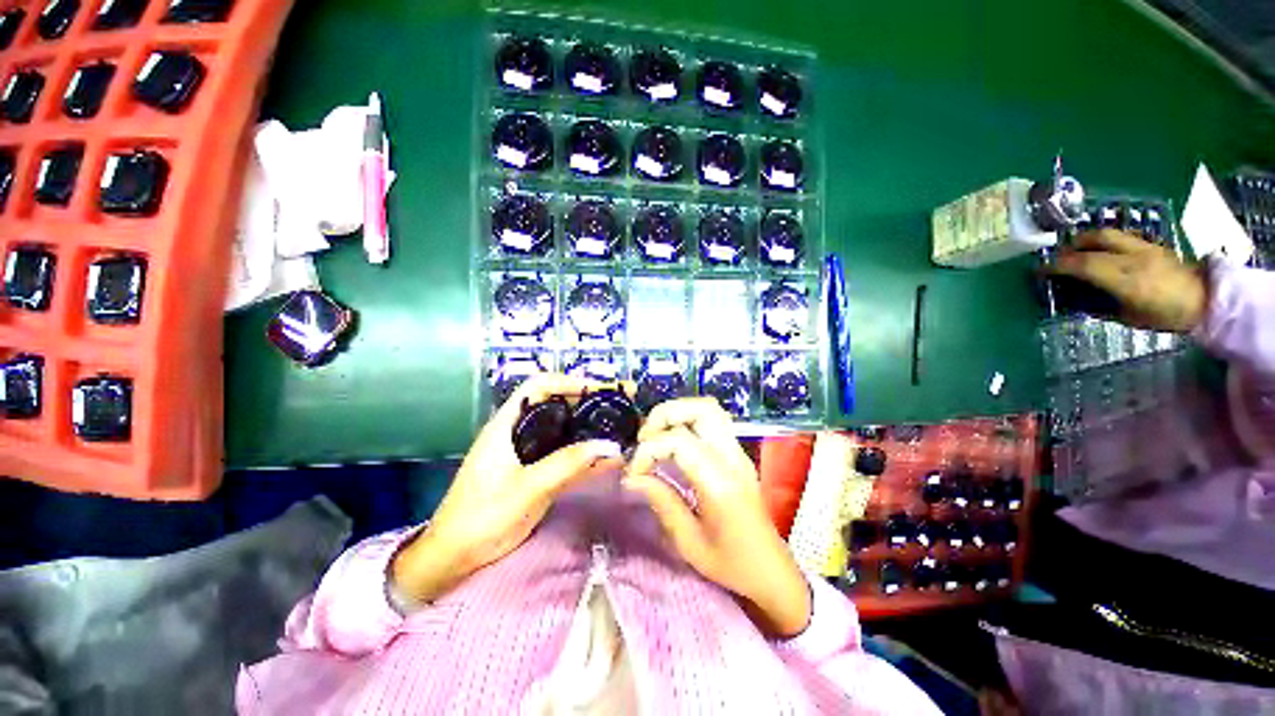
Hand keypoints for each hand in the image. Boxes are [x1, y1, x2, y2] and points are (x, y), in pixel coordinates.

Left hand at [391, 375, 624, 603]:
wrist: (454, 559)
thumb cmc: (481, 518)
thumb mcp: (525, 489)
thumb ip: (567, 465)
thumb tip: (610, 446)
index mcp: (507, 424)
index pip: (540, 386)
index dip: (571, 382)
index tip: (602, 390)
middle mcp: (520, 431)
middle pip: (558, 404)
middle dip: (590, 401)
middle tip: (623, 403)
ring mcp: (529, 452)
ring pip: (565, 429)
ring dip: (593, 426)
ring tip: (623, 425)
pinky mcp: (536, 471)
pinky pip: (567, 454)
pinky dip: (588, 452)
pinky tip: (609, 457)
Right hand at [623, 398, 810, 637]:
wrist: (772, 571)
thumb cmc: (731, 564)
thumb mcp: (689, 542)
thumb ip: (661, 502)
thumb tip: (632, 477)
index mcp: (721, 483)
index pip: (680, 441)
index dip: (649, 450)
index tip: (634, 473)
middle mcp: (733, 458)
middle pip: (703, 408)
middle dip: (666, 414)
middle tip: (644, 438)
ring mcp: (739, 452)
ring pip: (709, 409)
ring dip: (677, 414)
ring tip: (656, 436)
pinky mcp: (738, 454)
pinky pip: (712, 422)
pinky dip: (687, 421)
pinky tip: (672, 443)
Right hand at [1050, 230, 1207, 331]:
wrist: (1207, 300)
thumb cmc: (1166, 316)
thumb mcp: (1128, 318)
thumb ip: (1101, 304)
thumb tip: (1075, 298)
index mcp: (1126, 278)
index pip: (1083, 264)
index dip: (1057, 266)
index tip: (1040, 271)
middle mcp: (1133, 256)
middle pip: (1093, 239)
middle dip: (1069, 247)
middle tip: (1057, 258)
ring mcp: (1144, 246)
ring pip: (1107, 233)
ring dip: (1085, 240)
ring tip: (1076, 251)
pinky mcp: (1152, 243)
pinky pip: (1120, 236)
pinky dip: (1103, 241)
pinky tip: (1101, 251)